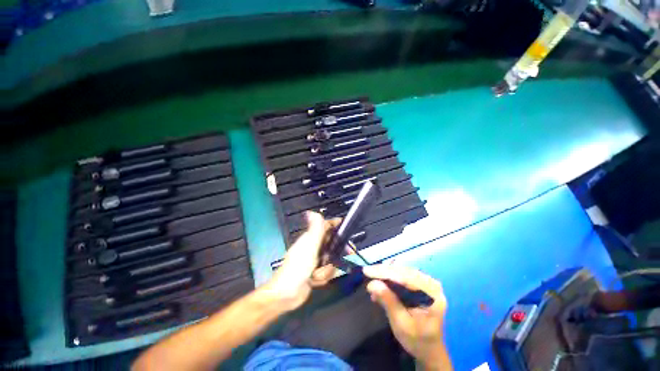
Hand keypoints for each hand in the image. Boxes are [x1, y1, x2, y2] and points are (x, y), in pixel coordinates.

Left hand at [264, 212, 338, 310]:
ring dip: (327, 269)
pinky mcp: (315, 272)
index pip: (325, 227)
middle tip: (348, 255)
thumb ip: (315, 229)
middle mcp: (313, 247)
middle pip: (331, 244)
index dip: (335, 226)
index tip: (346, 227)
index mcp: (310, 238)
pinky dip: (323, 277)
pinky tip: (314, 281)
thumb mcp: (309, 246)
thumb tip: (312, 211)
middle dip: (337, 252)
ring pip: (330, 260)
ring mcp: (314, 260)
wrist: (286, 295)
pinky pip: (327, 272)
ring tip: (317, 275)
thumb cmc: (297, 268)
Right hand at [364, 265, 450, 370]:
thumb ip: (388, 302)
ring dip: (385, 274)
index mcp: (432, 294)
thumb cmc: (417, 340)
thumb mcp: (401, 324)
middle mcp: (431, 284)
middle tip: (367, 272)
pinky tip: (380, 282)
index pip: (405, 277)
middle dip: (383, 271)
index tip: (367, 271)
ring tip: (371, 277)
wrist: (429, 350)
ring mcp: (426, 283)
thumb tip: (371, 283)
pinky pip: (403, 275)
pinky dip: (390, 278)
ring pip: (401, 271)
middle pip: (403, 271)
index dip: (384, 272)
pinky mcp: (420, 284)